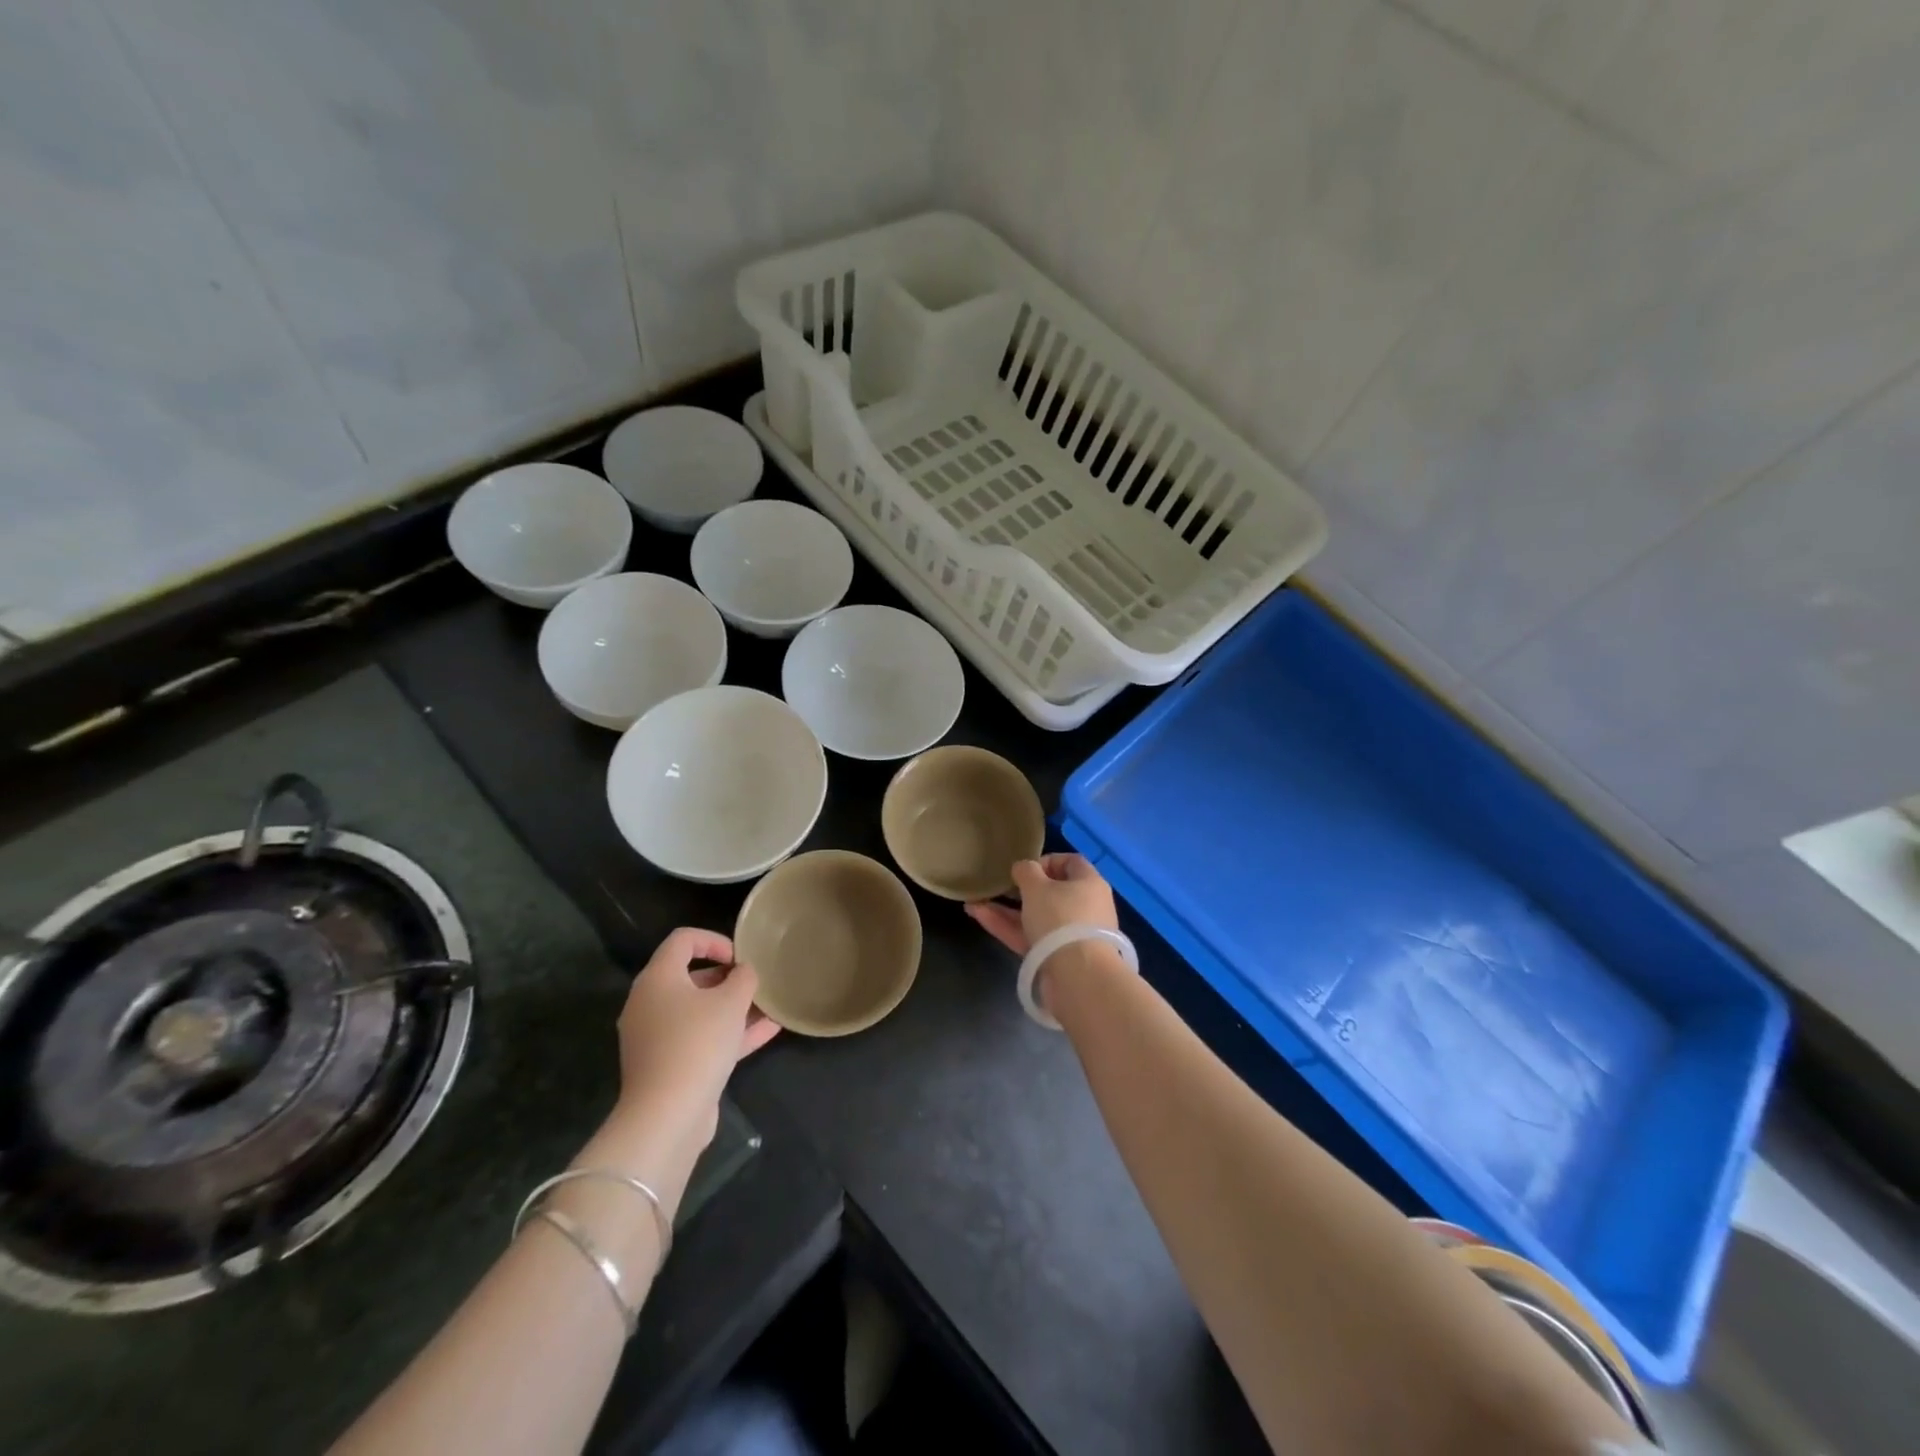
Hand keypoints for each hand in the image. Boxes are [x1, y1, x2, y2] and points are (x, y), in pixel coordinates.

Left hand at [613, 928, 778, 1147]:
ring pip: (699, 1011)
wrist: (667, 1116)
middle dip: (728, 977)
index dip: (715, 940)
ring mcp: (657, 1037)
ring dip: (734, 1007)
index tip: (741, 957)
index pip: (683, 940)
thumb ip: (743, 978)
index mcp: (658, 979)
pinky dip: (730, 1032)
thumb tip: (744, 973)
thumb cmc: (697, 1044)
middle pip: (691, 976)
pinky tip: (768, 1031)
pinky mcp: (669, 1065)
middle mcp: (650, 1004)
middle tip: (756, 983)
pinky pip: (702, 1038)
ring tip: (769, 1006)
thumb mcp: (731, 1002)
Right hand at [965, 854, 1116, 956]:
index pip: (1071, 863)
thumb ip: (1026, 871)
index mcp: (1089, 883)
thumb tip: (1023, 868)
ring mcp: (1071, 935)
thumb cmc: (1061, 918)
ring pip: (1036, 917)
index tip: (1023, 869)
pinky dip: (1008, 927)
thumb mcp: (1037, 886)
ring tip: (975, 902)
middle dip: (1020, 889)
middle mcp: (1084, 907)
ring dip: (1006, 910)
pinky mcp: (1057, 958)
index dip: (1046, 861)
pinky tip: (979, 916)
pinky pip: (1031, 937)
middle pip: (1051, 893)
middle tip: (999, 887)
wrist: (1077, 977)